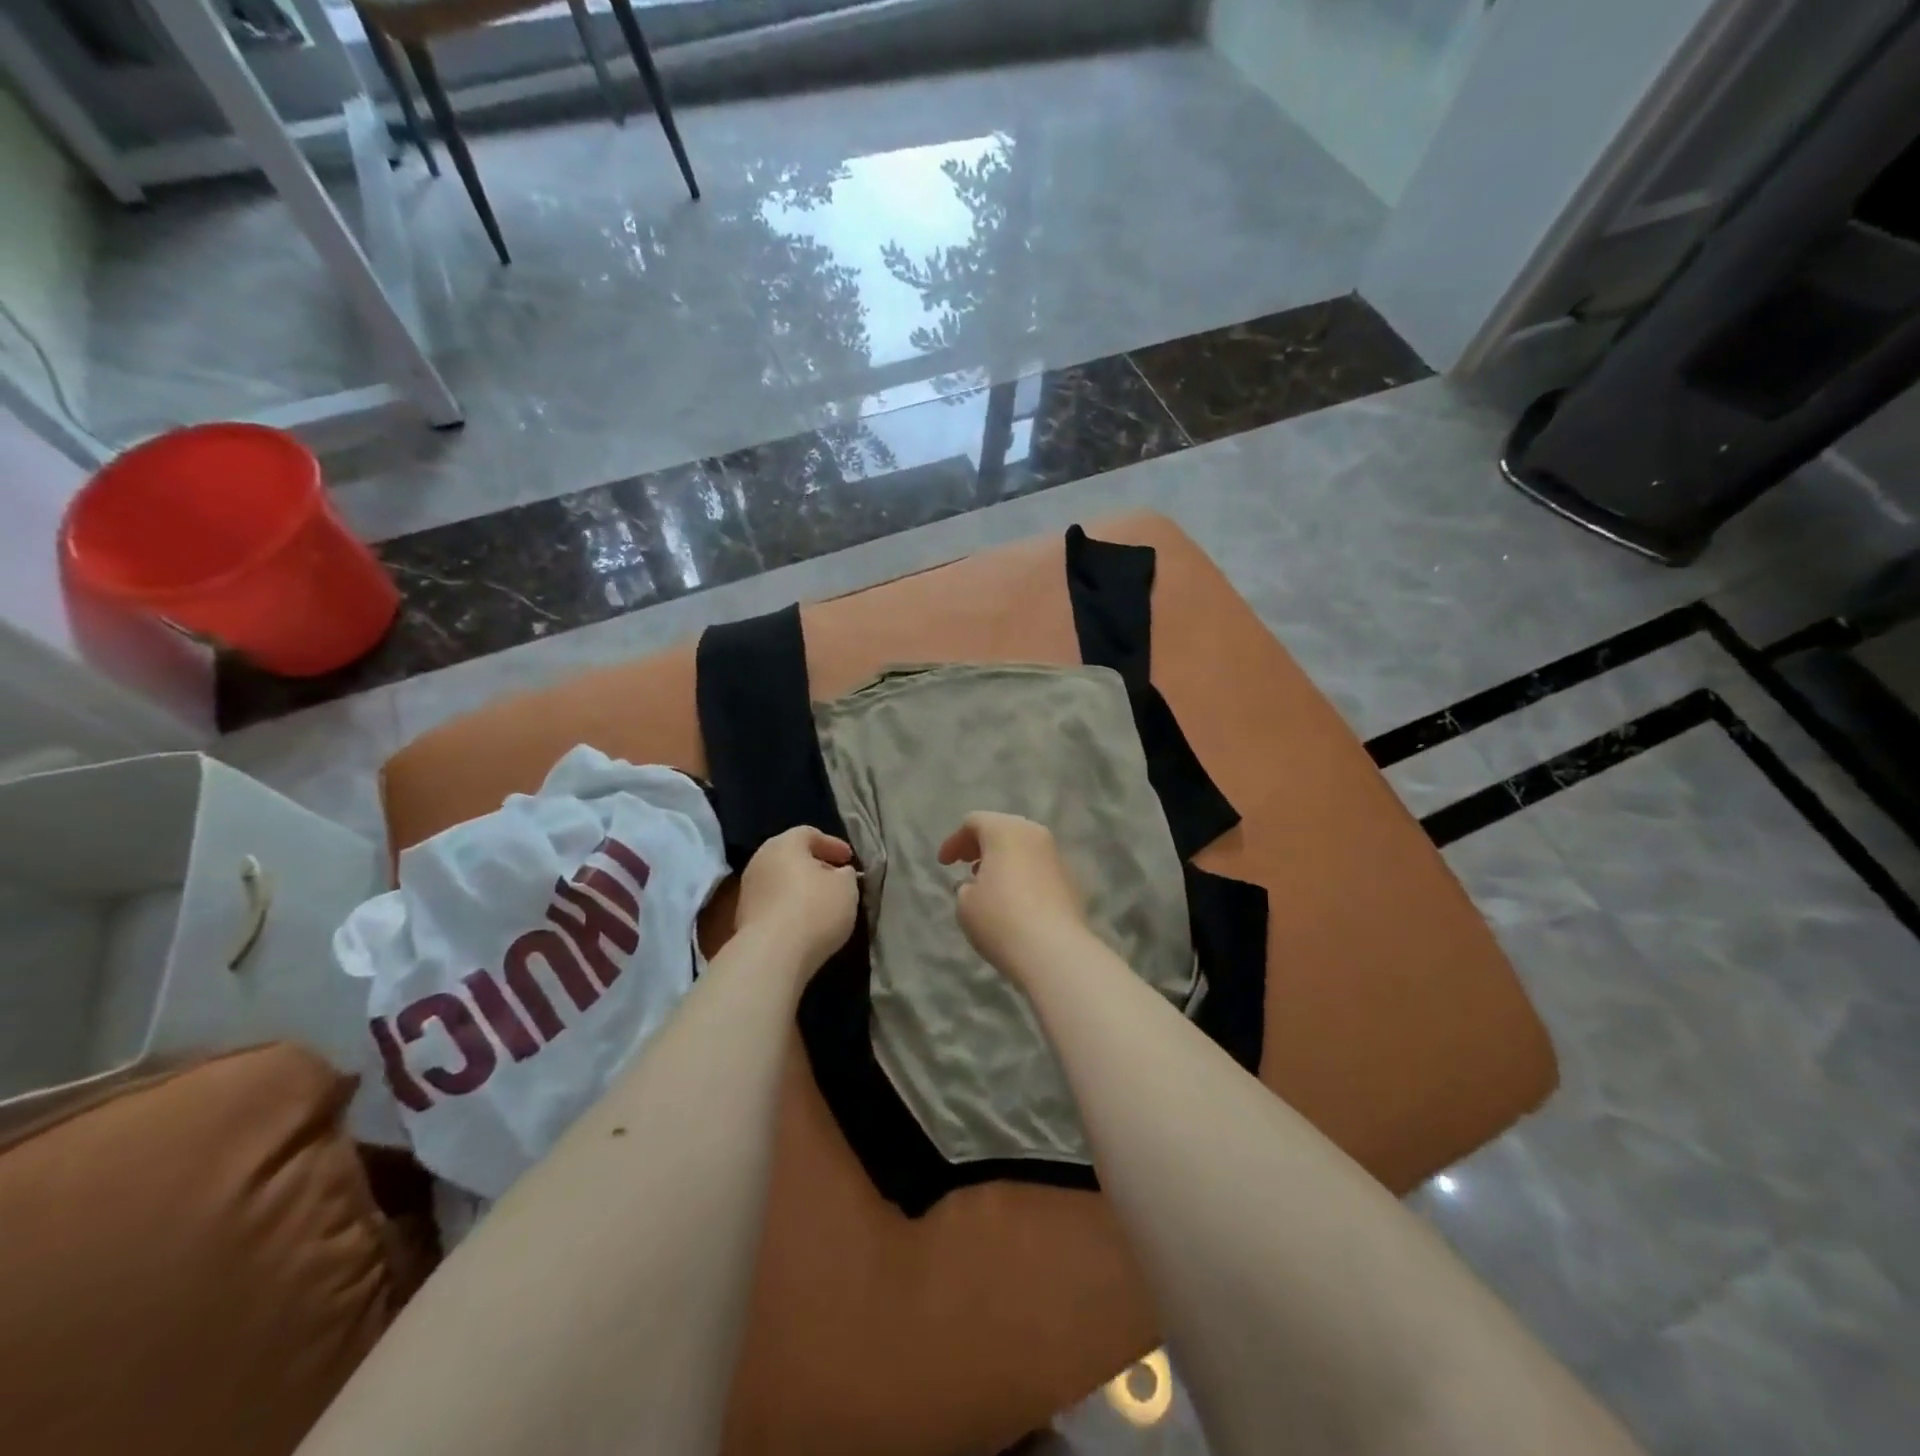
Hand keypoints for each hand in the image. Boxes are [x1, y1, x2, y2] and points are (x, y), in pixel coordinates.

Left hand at [734, 827, 858, 975]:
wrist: (772, 955)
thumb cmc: (814, 909)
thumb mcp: (846, 887)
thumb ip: (845, 875)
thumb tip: (840, 873)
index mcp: (784, 844)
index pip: (809, 834)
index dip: (832, 844)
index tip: (849, 859)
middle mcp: (760, 860)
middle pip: (791, 857)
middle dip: (815, 866)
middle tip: (836, 879)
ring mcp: (748, 890)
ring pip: (780, 881)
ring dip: (800, 889)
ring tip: (822, 903)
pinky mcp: (743, 918)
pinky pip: (773, 904)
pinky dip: (789, 908)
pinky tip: (805, 922)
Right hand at [937, 811, 1089, 982]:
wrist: (1054, 951)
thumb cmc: (1000, 918)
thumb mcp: (966, 903)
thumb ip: (966, 886)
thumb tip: (978, 884)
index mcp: (1005, 830)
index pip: (975, 822)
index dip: (954, 841)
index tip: (944, 865)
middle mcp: (1035, 834)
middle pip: (1003, 829)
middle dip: (981, 845)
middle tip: (966, 865)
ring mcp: (1057, 856)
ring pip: (1024, 848)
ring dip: (1004, 860)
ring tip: (989, 884)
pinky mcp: (1071, 880)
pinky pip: (1039, 868)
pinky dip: (1023, 875)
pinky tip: (1015, 900)